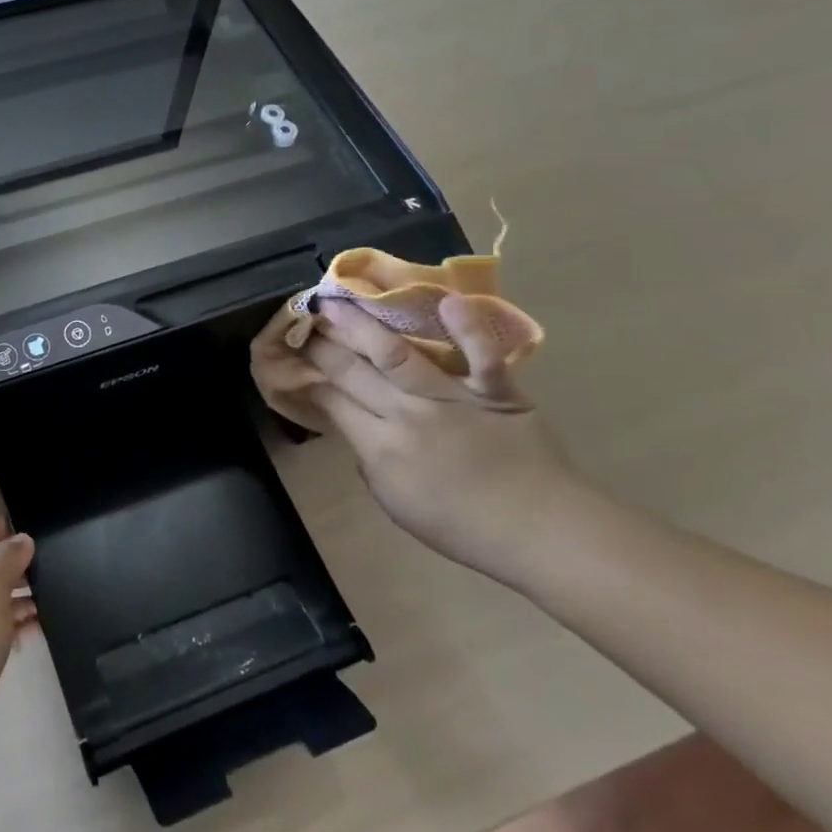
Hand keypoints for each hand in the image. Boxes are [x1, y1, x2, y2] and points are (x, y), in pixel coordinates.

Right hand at [254, 293, 588, 579]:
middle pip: (353, 371)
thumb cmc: (461, 525)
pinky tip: (447, 301)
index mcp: (381, 448)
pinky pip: (480, 355)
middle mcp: (408, 415)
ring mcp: (451, 398)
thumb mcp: (395, 503)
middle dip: (321, 344)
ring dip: (361, 325)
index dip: (307, 374)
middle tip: (303, 318)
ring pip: (397, 353)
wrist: (538, 531)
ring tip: (336, 300)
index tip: (292, 354)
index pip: (331, 400)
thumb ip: (370, 461)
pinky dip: (468, 329)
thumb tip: (358, 427)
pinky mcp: (494, 390)